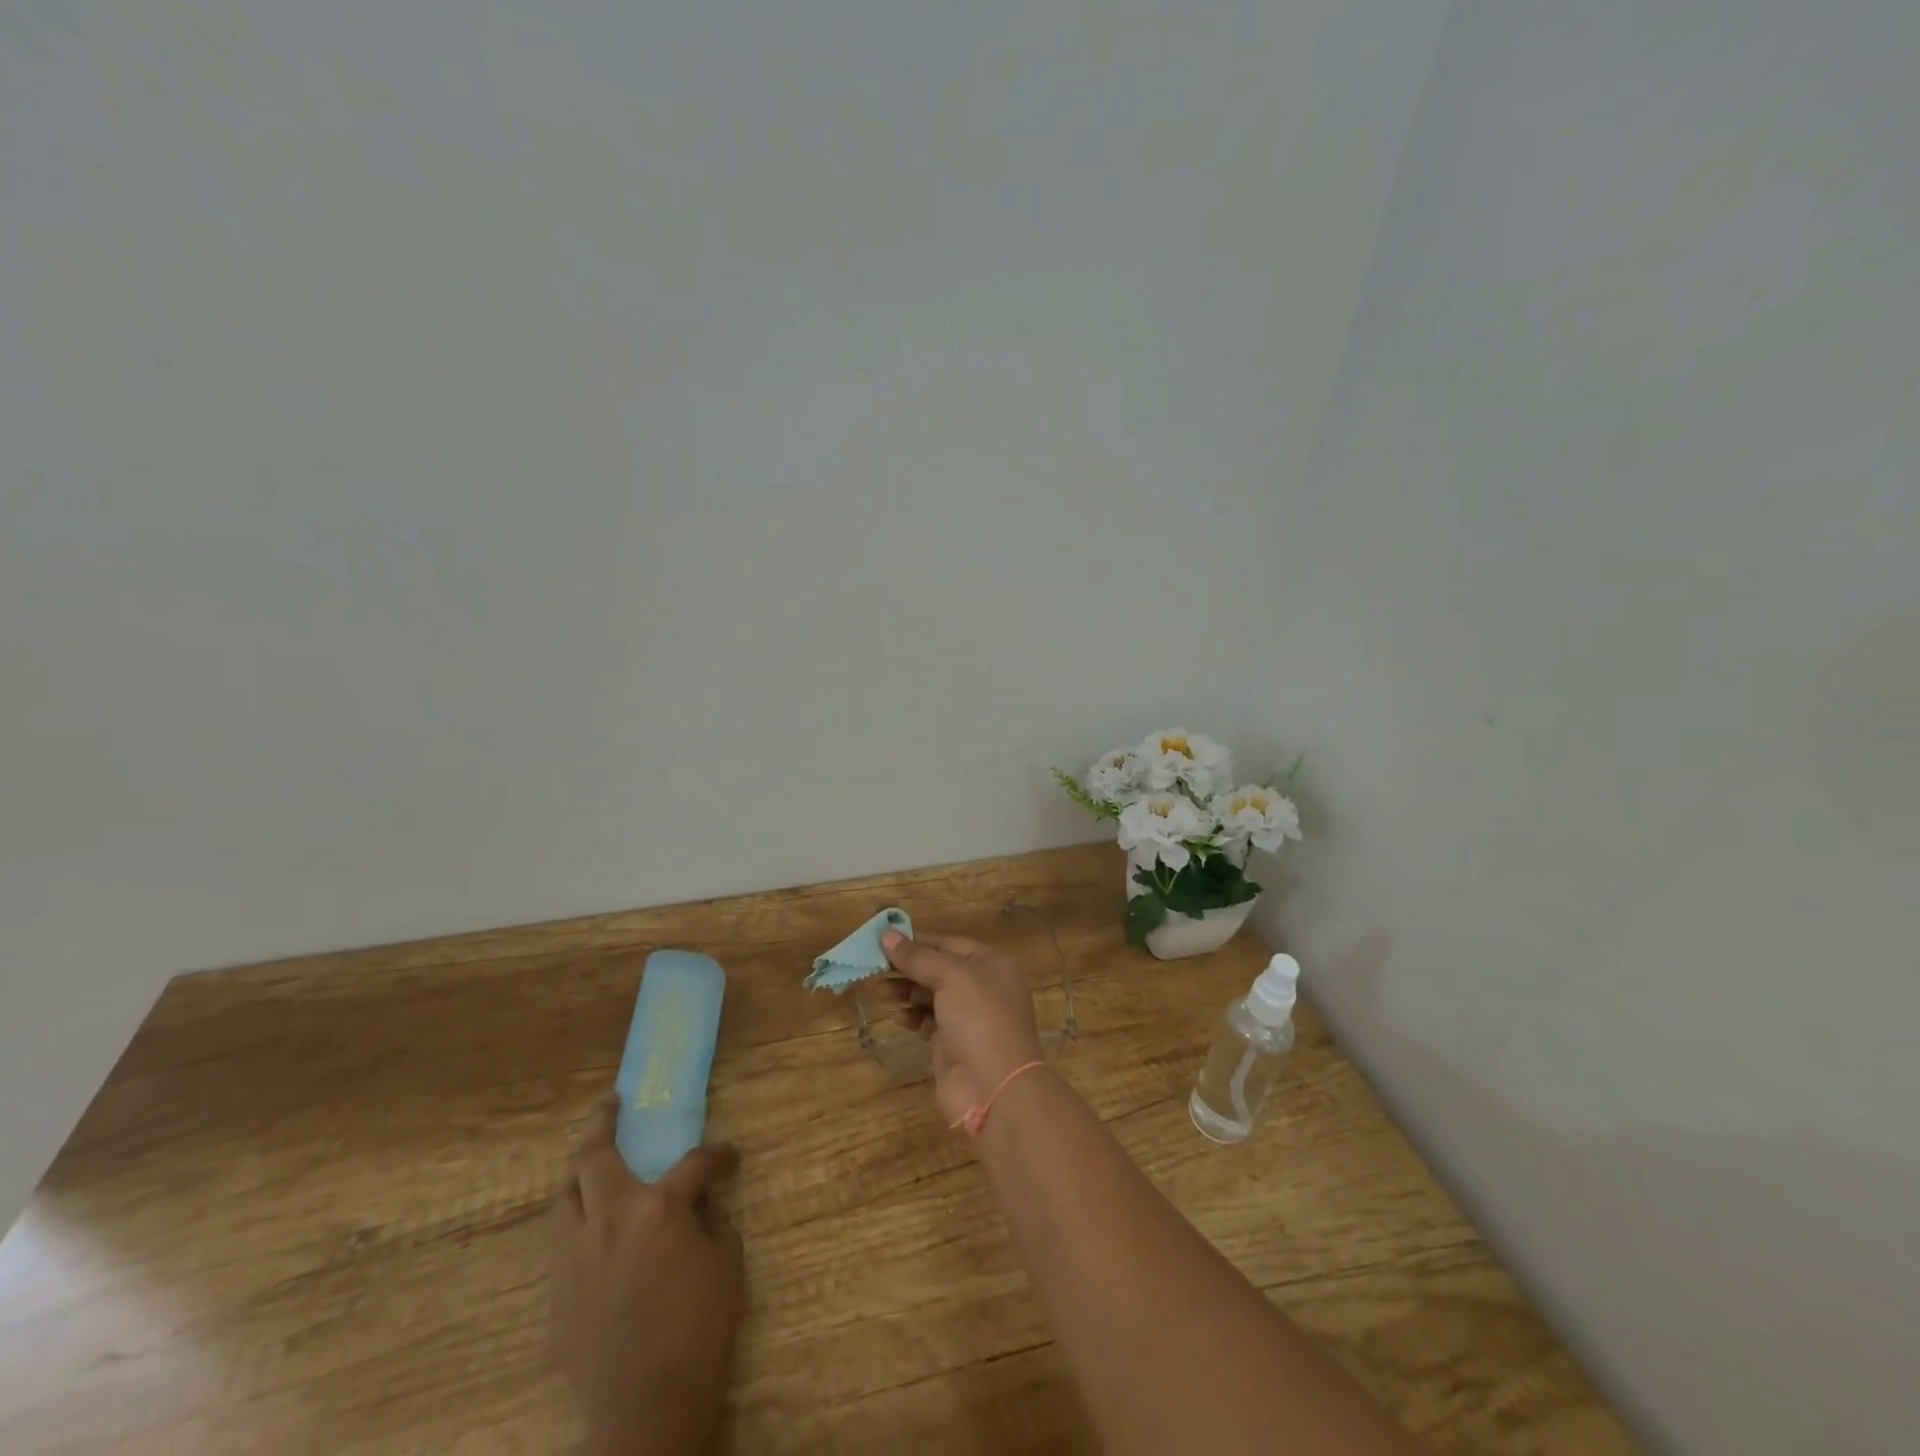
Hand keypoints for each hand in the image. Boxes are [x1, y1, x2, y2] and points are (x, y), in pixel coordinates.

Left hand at [550, 1097, 743, 1455]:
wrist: (647, 1408)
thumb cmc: (700, 1328)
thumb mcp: (727, 1263)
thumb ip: (712, 1221)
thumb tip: (700, 1204)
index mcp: (658, 1208)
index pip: (693, 1162)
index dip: (716, 1155)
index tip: (729, 1156)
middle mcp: (610, 1220)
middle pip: (593, 1157)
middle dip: (602, 1123)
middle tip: (611, 1105)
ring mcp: (576, 1257)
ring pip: (564, 1197)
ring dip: (579, 1174)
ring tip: (591, 1165)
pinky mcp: (557, 1295)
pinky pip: (561, 1245)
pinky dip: (576, 1225)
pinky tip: (592, 1233)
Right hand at [880, 930, 1046, 1126]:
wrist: (994, 1087)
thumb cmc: (979, 1019)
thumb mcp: (951, 977)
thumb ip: (918, 957)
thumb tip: (886, 935)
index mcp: (990, 965)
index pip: (949, 944)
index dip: (919, 941)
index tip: (885, 939)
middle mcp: (981, 988)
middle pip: (938, 969)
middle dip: (908, 967)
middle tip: (874, 965)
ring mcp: (967, 1017)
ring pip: (930, 995)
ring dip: (906, 990)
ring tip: (880, 989)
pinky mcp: (951, 1043)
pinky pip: (927, 1020)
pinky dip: (911, 1015)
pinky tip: (896, 1015)